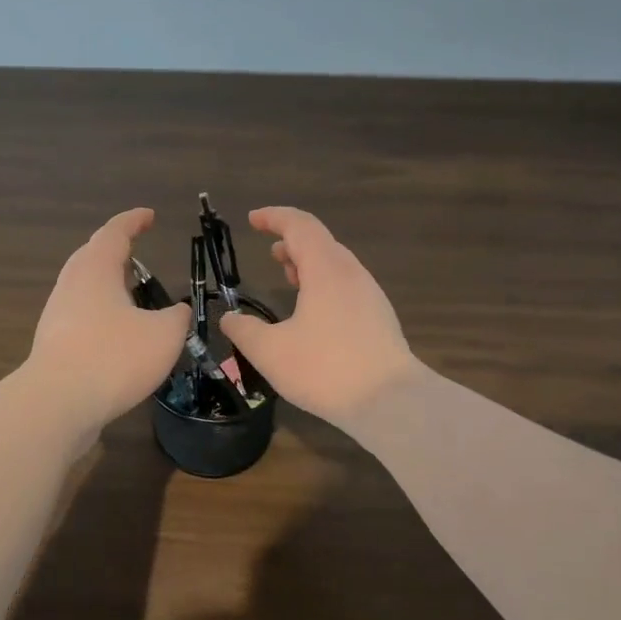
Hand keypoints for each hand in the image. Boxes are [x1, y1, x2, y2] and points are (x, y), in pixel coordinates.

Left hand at [28, 208, 191, 433]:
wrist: (57, 404)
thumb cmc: (114, 357)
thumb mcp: (164, 335)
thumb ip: (176, 317)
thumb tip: (177, 311)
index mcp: (95, 269)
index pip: (114, 232)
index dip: (133, 221)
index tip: (149, 216)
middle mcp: (71, 285)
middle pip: (91, 257)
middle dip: (114, 252)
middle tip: (136, 252)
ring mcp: (57, 316)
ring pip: (84, 289)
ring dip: (107, 286)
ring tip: (131, 295)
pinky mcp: (53, 345)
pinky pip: (81, 318)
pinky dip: (101, 315)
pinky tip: (118, 334)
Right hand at [219, 206, 419, 430]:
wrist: (391, 402)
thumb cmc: (326, 370)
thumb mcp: (271, 352)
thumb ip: (244, 331)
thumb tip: (230, 319)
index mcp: (325, 270)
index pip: (300, 225)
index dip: (274, 217)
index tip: (252, 220)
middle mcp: (351, 274)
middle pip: (320, 241)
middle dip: (292, 241)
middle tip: (269, 253)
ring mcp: (369, 295)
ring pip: (335, 264)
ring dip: (309, 263)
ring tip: (288, 277)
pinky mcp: (378, 317)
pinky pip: (346, 284)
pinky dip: (323, 283)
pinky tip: (313, 311)